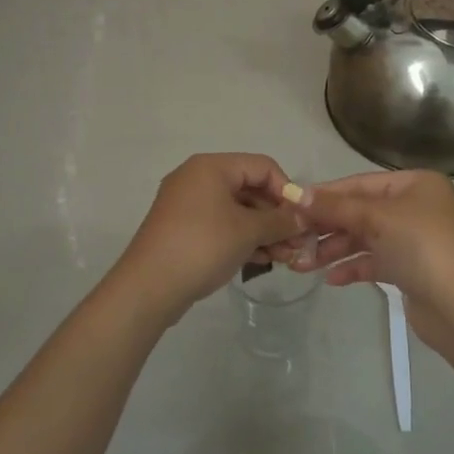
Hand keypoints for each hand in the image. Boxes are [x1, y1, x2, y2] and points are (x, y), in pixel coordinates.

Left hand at [115, 153, 305, 323]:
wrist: (149, 287)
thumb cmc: (202, 246)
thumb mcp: (248, 231)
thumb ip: (281, 221)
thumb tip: (304, 218)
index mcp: (211, 167)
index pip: (262, 166)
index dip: (287, 190)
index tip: (302, 219)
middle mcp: (197, 178)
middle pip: (250, 188)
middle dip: (277, 216)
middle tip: (298, 243)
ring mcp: (188, 205)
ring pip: (237, 210)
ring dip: (264, 231)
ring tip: (285, 258)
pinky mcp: (183, 230)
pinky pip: (221, 226)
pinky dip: (243, 239)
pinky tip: (263, 260)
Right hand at [279, 171, 453, 355]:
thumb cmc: (421, 247)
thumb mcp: (376, 218)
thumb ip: (335, 206)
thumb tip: (295, 193)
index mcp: (415, 184)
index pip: (359, 183)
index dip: (325, 195)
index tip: (290, 206)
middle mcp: (415, 207)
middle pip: (360, 211)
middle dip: (326, 227)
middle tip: (292, 240)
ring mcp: (414, 239)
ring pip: (364, 238)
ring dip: (334, 250)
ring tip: (302, 265)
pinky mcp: (411, 269)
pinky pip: (374, 261)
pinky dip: (353, 267)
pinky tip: (331, 279)